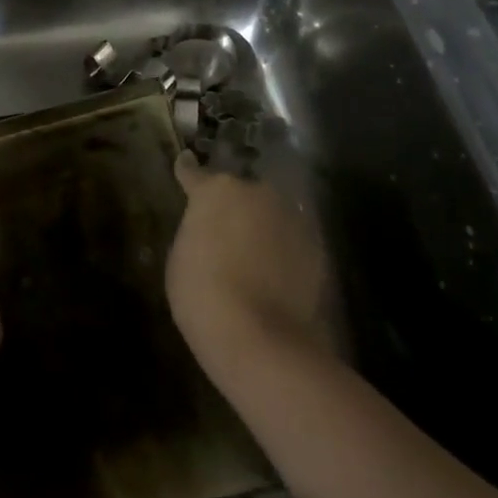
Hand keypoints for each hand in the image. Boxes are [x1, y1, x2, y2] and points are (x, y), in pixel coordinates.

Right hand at [166, 152, 333, 369]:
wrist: (259, 336)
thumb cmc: (202, 294)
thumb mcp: (181, 257)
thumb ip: (196, 230)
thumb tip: (207, 228)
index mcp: (216, 191)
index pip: (196, 173)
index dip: (188, 171)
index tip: (185, 162)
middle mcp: (257, 192)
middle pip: (241, 192)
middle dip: (235, 205)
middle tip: (226, 228)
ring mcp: (290, 217)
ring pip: (271, 213)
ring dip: (263, 225)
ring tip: (255, 252)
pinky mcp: (316, 245)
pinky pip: (292, 239)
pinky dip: (284, 249)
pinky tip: (276, 272)